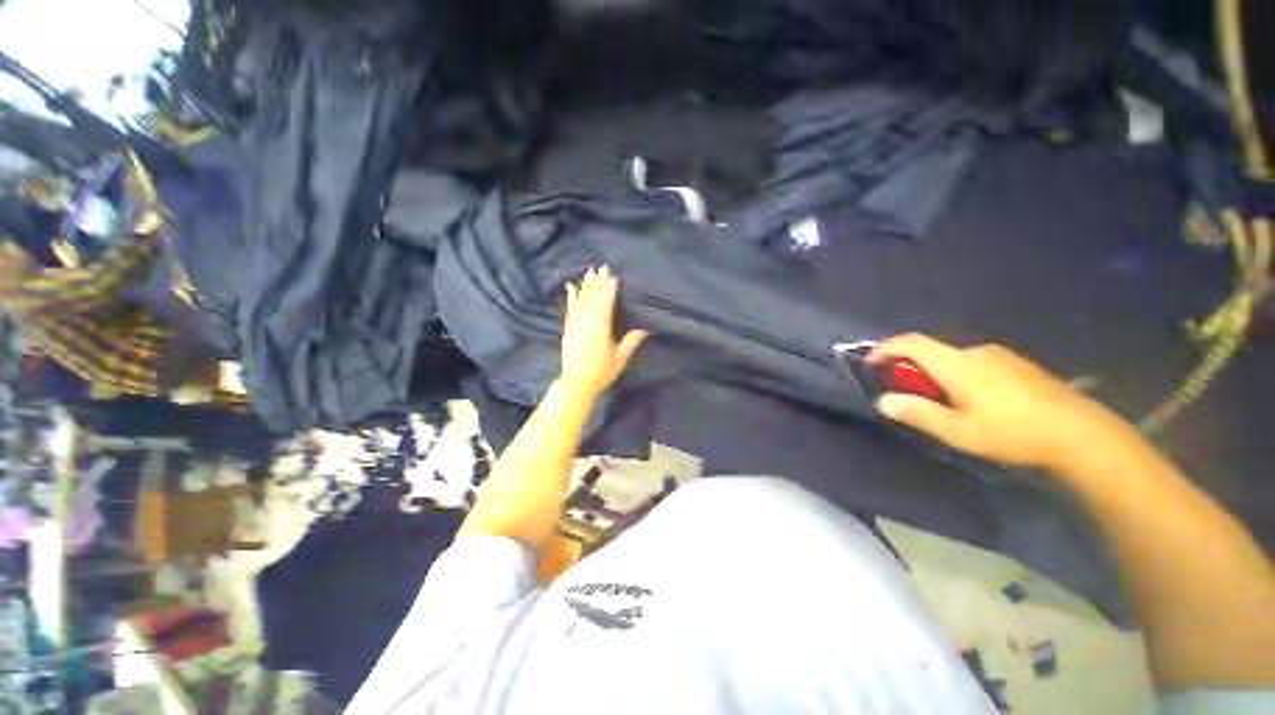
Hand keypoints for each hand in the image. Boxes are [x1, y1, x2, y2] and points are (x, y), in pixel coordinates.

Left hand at [559, 266, 647, 398]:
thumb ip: (631, 342)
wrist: (576, 382)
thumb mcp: (620, 358)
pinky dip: (571, 296)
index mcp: (601, 327)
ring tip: (589, 272)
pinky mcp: (568, 328)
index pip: (606, 303)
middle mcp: (587, 321)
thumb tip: (645, 329)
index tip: (613, 276)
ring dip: (586, 285)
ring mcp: (576, 324)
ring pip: (581, 300)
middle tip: (602, 267)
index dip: (610, 289)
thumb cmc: (601, 371)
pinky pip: (570, 308)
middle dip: (598, 282)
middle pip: (594, 298)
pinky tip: (571, 287)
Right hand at [870, 334, 1108, 468]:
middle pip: (932, 351)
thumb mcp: (958, 430)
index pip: (911, 343)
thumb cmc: (1012, 432)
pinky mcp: (1018, 364)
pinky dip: (961, 375)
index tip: (871, 363)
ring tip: (946, 403)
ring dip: (938, 374)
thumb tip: (882, 401)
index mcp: (956, 363)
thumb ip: (918, 413)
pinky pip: (976, 363)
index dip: (885, 348)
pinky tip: (977, 401)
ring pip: (955, 358)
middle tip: (912, 395)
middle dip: (913, 368)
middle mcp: (975, 351)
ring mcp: (1000, 355)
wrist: (1079, 433)